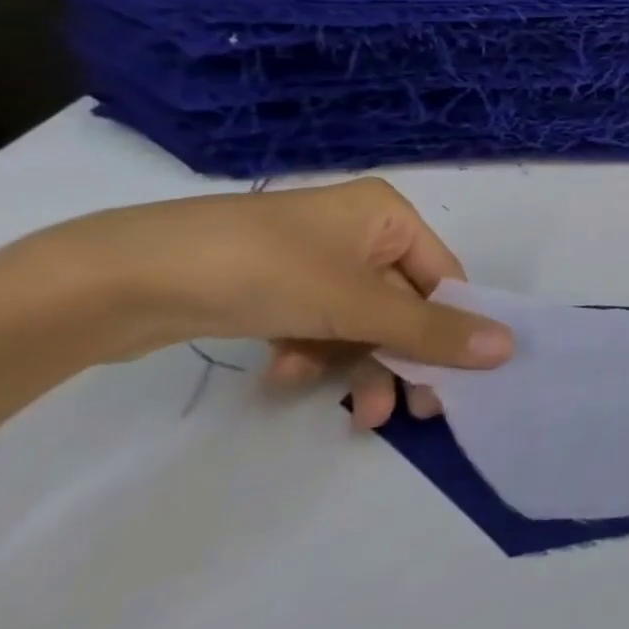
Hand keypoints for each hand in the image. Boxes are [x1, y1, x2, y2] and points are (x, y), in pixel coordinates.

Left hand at [41, 177, 513, 428]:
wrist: (120, 279)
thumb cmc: (266, 270)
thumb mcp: (357, 303)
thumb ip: (432, 330)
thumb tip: (508, 347)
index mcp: (389, 215)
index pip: (444, 276)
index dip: (452, 329)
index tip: (454, 384)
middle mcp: (359, 230)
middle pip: (402, 304)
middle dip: (401, 358)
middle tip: (411, 411)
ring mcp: (312, 259)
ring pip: (360, 322)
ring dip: (359, 366)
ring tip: (355, 413)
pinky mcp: (272, 286)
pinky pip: (317, 325)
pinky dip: (313, 353)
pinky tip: (285, 373)